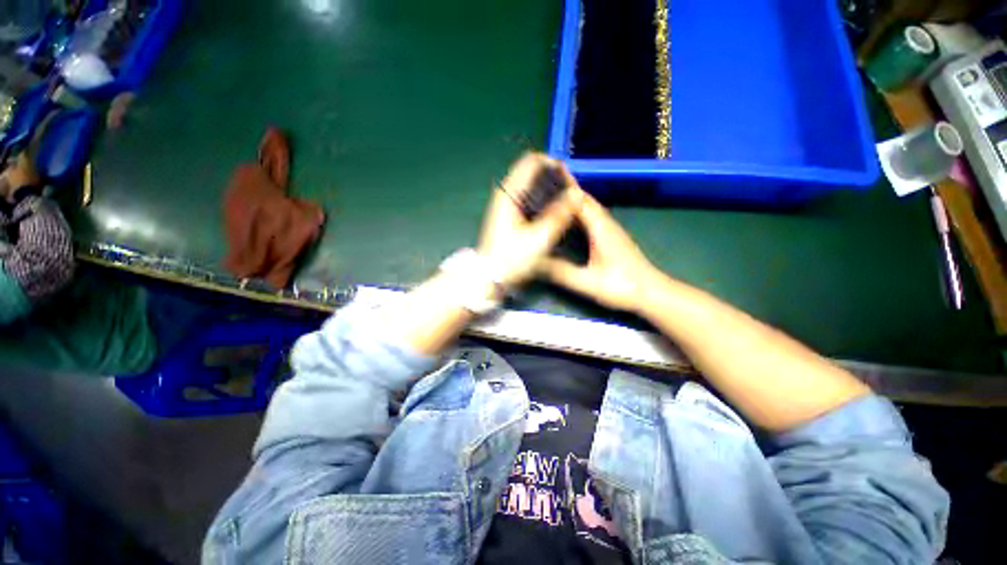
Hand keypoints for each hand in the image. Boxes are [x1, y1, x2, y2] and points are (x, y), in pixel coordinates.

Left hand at [478, 153, 581, 287]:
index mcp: (508, 195)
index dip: (551, 162)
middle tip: (569, 190)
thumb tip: (576, 194)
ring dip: (547, 188)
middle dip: (551, 176)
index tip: (567, 175)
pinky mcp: (507, 216)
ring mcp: (504, 205)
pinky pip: (527, 198)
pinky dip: (540, 199)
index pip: (530, 162)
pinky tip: (551, 212)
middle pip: (530, 172)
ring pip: (529, 186)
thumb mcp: (539, 239)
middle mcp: (504, 195)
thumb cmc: (511, 259)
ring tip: (564, 200)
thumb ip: (559, 215)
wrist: (490, 277)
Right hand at [541, 189, 660, 312]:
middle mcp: (606, 223)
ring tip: (551, 194)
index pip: (579, 200)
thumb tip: (537, 262)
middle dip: (565, 187)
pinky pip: (591, 215)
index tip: (544, 178)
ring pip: (588, 206)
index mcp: (600, 228)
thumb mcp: (588, 282)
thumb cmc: (622, 286)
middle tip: (542, 181)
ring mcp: (609, 228)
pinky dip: (578, 209)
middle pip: (584, 199)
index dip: (563, 187)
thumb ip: (563, 272)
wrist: (651, 292)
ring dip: (572, 197)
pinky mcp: (610, 235)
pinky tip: (568, 216)